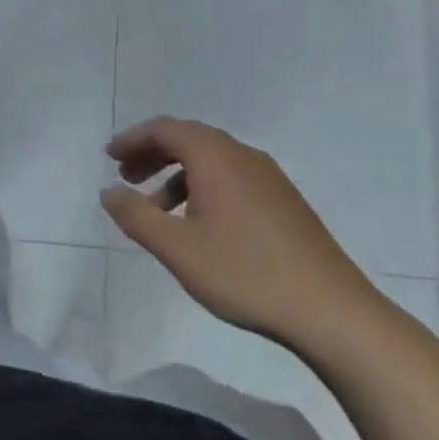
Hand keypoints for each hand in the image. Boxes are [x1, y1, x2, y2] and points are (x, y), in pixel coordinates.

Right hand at [100, 117, 380, 349]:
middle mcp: (243, 156)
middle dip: (152, 153)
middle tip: (125, 176)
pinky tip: (197, 224)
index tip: (109, 156)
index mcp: (216, 157)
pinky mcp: (283, 201)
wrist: (330, 310)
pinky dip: (202, 187)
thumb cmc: (244, 273)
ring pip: (211, 160)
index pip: (166, 129)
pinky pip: (231, 178)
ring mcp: (269, 178)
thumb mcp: (177, 248)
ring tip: (155, 209)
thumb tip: (109, 191)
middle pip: (189, 139)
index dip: (133, 139)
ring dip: (177, 174)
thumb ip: (136, 216)